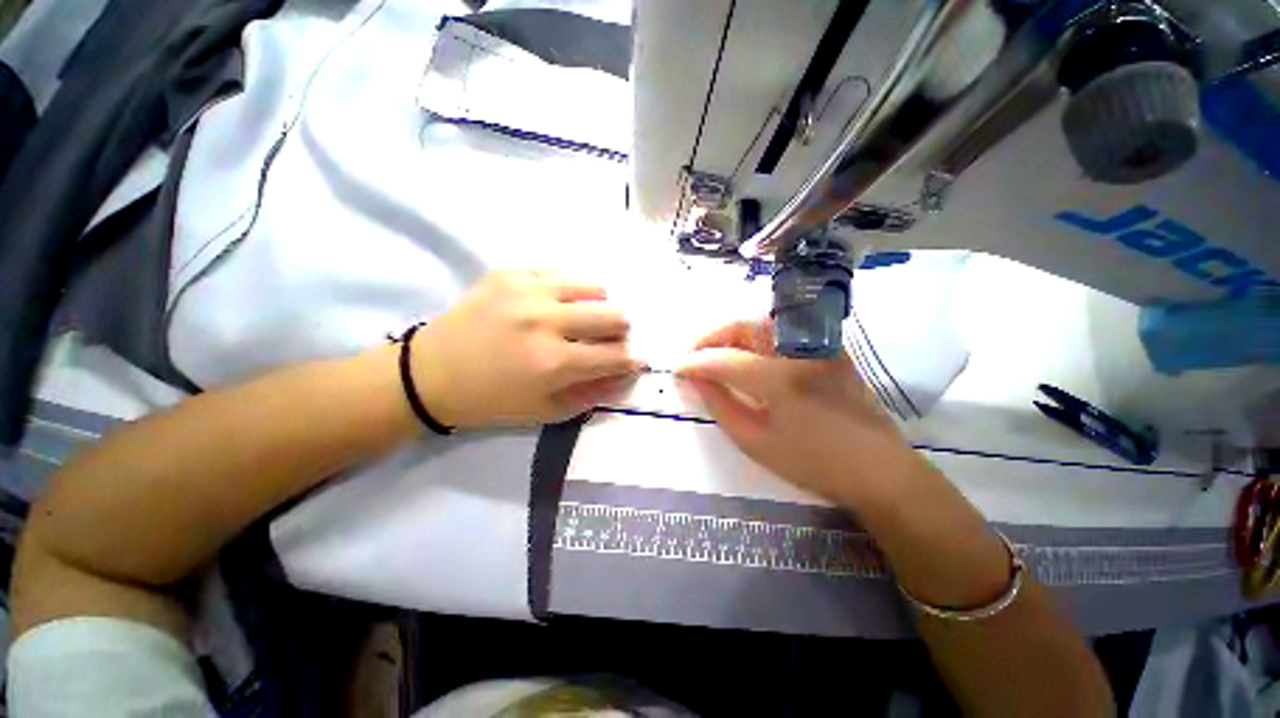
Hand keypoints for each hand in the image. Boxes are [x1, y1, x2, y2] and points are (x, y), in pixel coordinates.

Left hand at [412, 271, 643, 428]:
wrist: (431, 374)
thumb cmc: (492, 400)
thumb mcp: (546, 411)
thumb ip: (593, 393)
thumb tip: (627, 374)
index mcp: (554, 363)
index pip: (615, 356)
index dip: (631, 360)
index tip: (633, 360)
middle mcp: (545, 321)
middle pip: (613, 315)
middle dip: (620, 330)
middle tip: (607, 338)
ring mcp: (526, 291)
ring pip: (592, 286)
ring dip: (596, 305)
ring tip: (581, 318)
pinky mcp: (509, 274)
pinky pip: (559, 274)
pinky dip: (567, 291)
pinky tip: (555, 304)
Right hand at [676, 319, 923, 505]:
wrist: (878, 469)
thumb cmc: (813, 463)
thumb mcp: (756, 442)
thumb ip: (720, 405)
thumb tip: (695, 380)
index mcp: (781, 379)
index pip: (724, 359)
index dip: (695, 363)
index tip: (676, 369)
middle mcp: (800, 349)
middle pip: (743, 325)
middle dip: (710, 337)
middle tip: (692, 357)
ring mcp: (818, 344)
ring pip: (761, 322)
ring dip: (730, 334)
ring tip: (713, 356)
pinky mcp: (828, 347)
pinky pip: (780, 331)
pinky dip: (754, 338)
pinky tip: (744, 356)